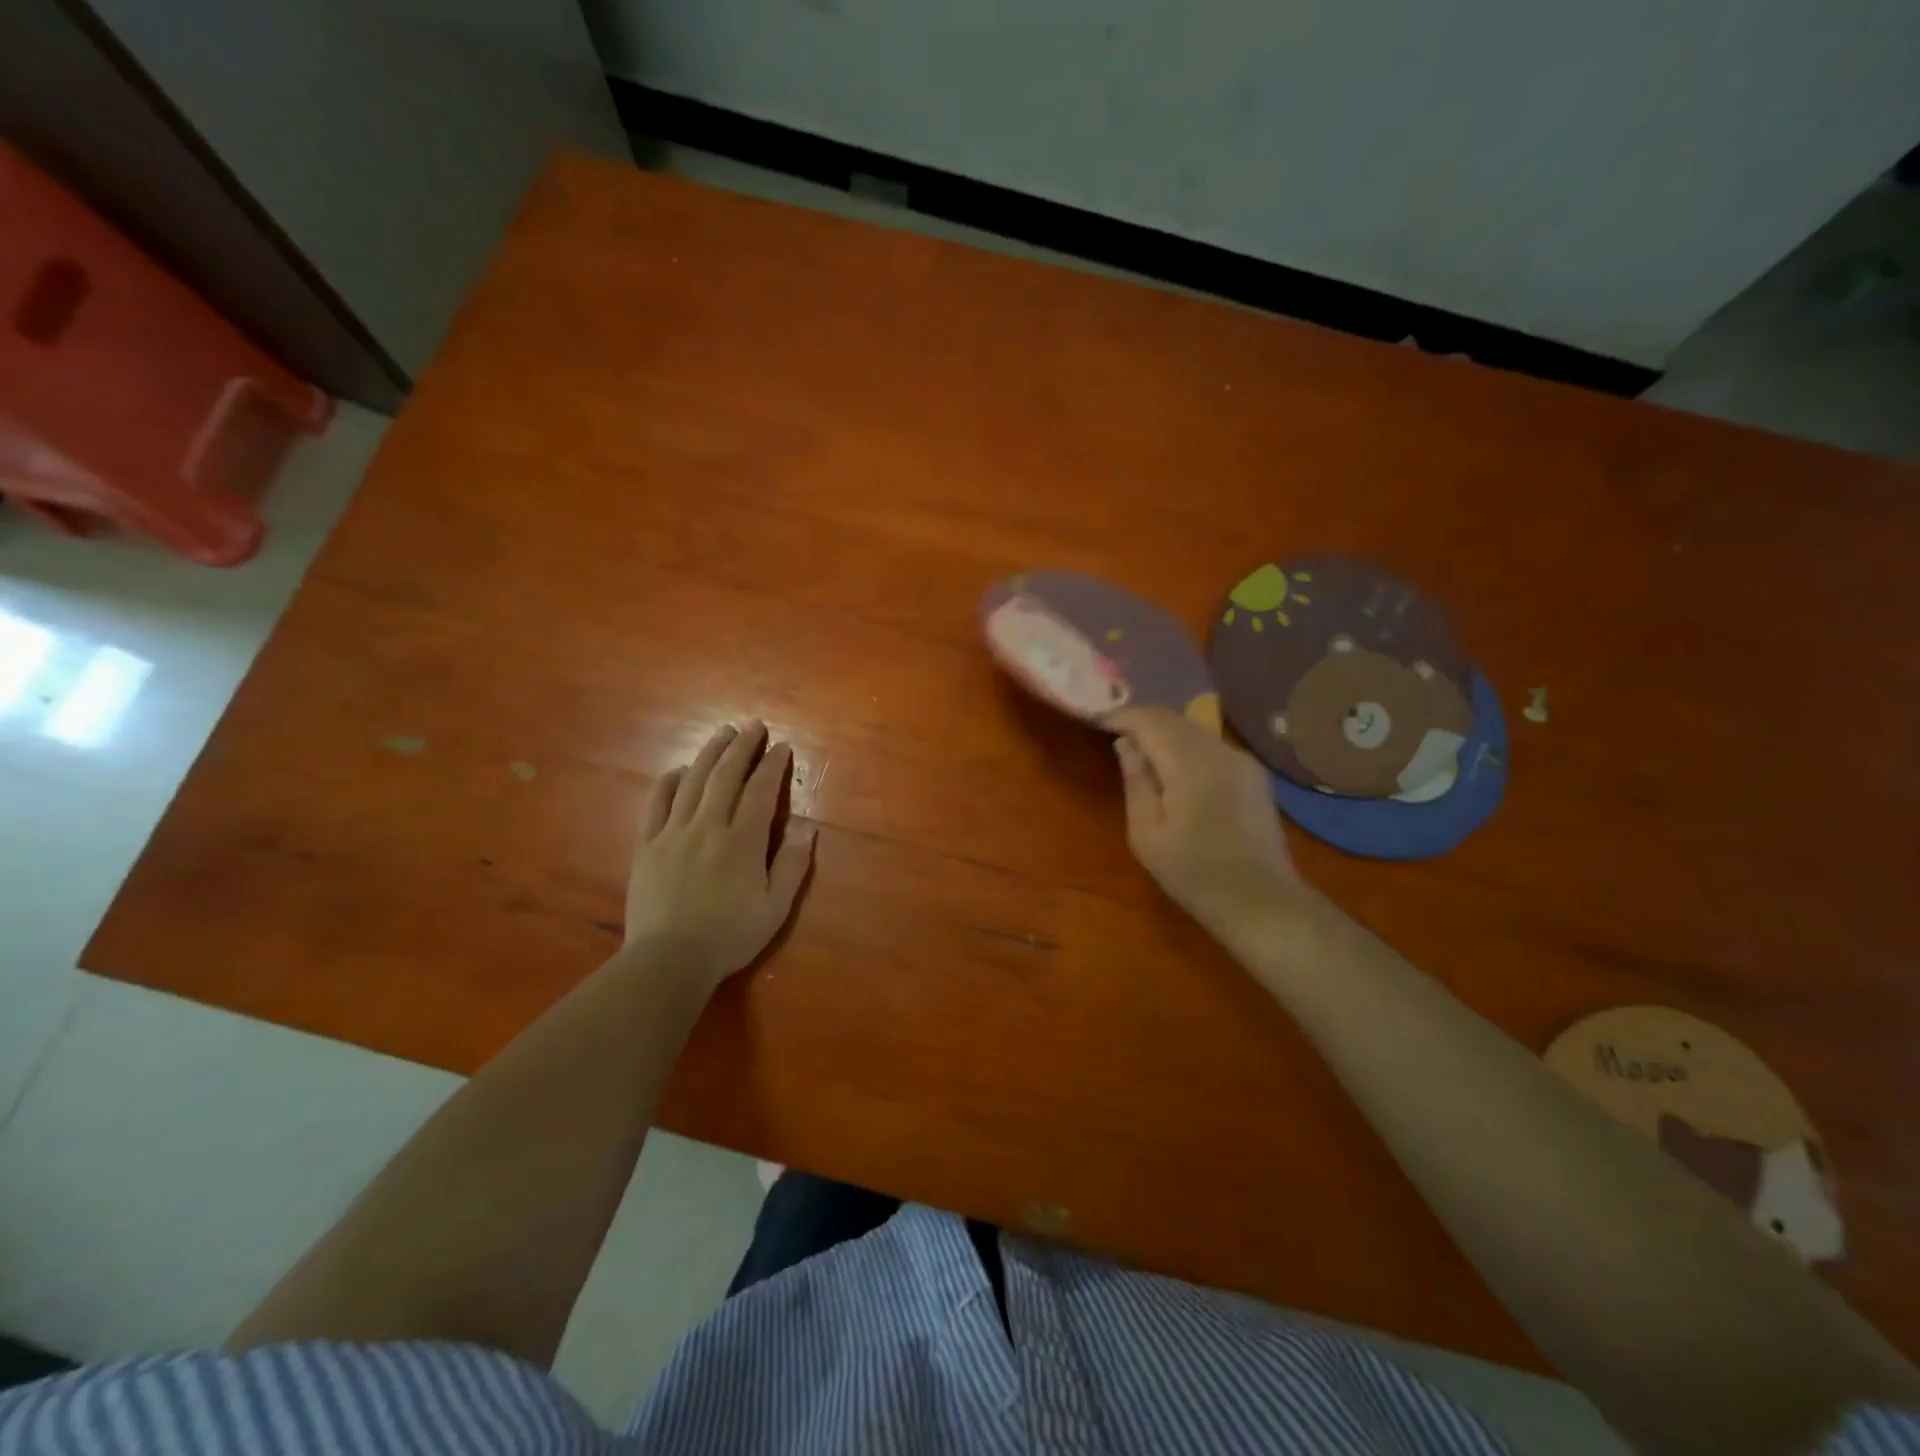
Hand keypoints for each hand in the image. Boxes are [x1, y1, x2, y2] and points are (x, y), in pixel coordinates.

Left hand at [624, 721, 815, 989]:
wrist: (669, 959)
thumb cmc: (730, 936)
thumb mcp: (775, 907)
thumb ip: (791, 865)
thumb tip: (808, 827)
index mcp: (742, 841)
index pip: (761, 791)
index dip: (772, 766)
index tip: (781, 747)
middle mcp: (708, 826)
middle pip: (726, 776)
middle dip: (742, 747)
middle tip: (753, 726)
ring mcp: (674, 833)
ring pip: (693, 781)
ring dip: (709, 753)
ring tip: (722, 733)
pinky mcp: (647, 845)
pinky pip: (657, 803)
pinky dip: (669, 781)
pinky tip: (679, 770)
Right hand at [1110, 706, 1305, 943]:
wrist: (1262, 902)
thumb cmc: (1195, 874)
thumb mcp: (1147, 834)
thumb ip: (1136, 782)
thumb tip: (1126, 745)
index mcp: (1191, 764)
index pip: (1150, 721)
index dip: (1122, 716)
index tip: (1098, 722)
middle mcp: (1220, 751)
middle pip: (1174, 719)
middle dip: (1142, 721)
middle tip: (1113, 731)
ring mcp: (1242, 761)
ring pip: (1194, 730)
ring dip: (1164, 732)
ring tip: (1138, 749)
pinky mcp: (1253, 775)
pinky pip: (1210, 746)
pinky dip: (1184, 746)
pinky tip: (1172, 768)